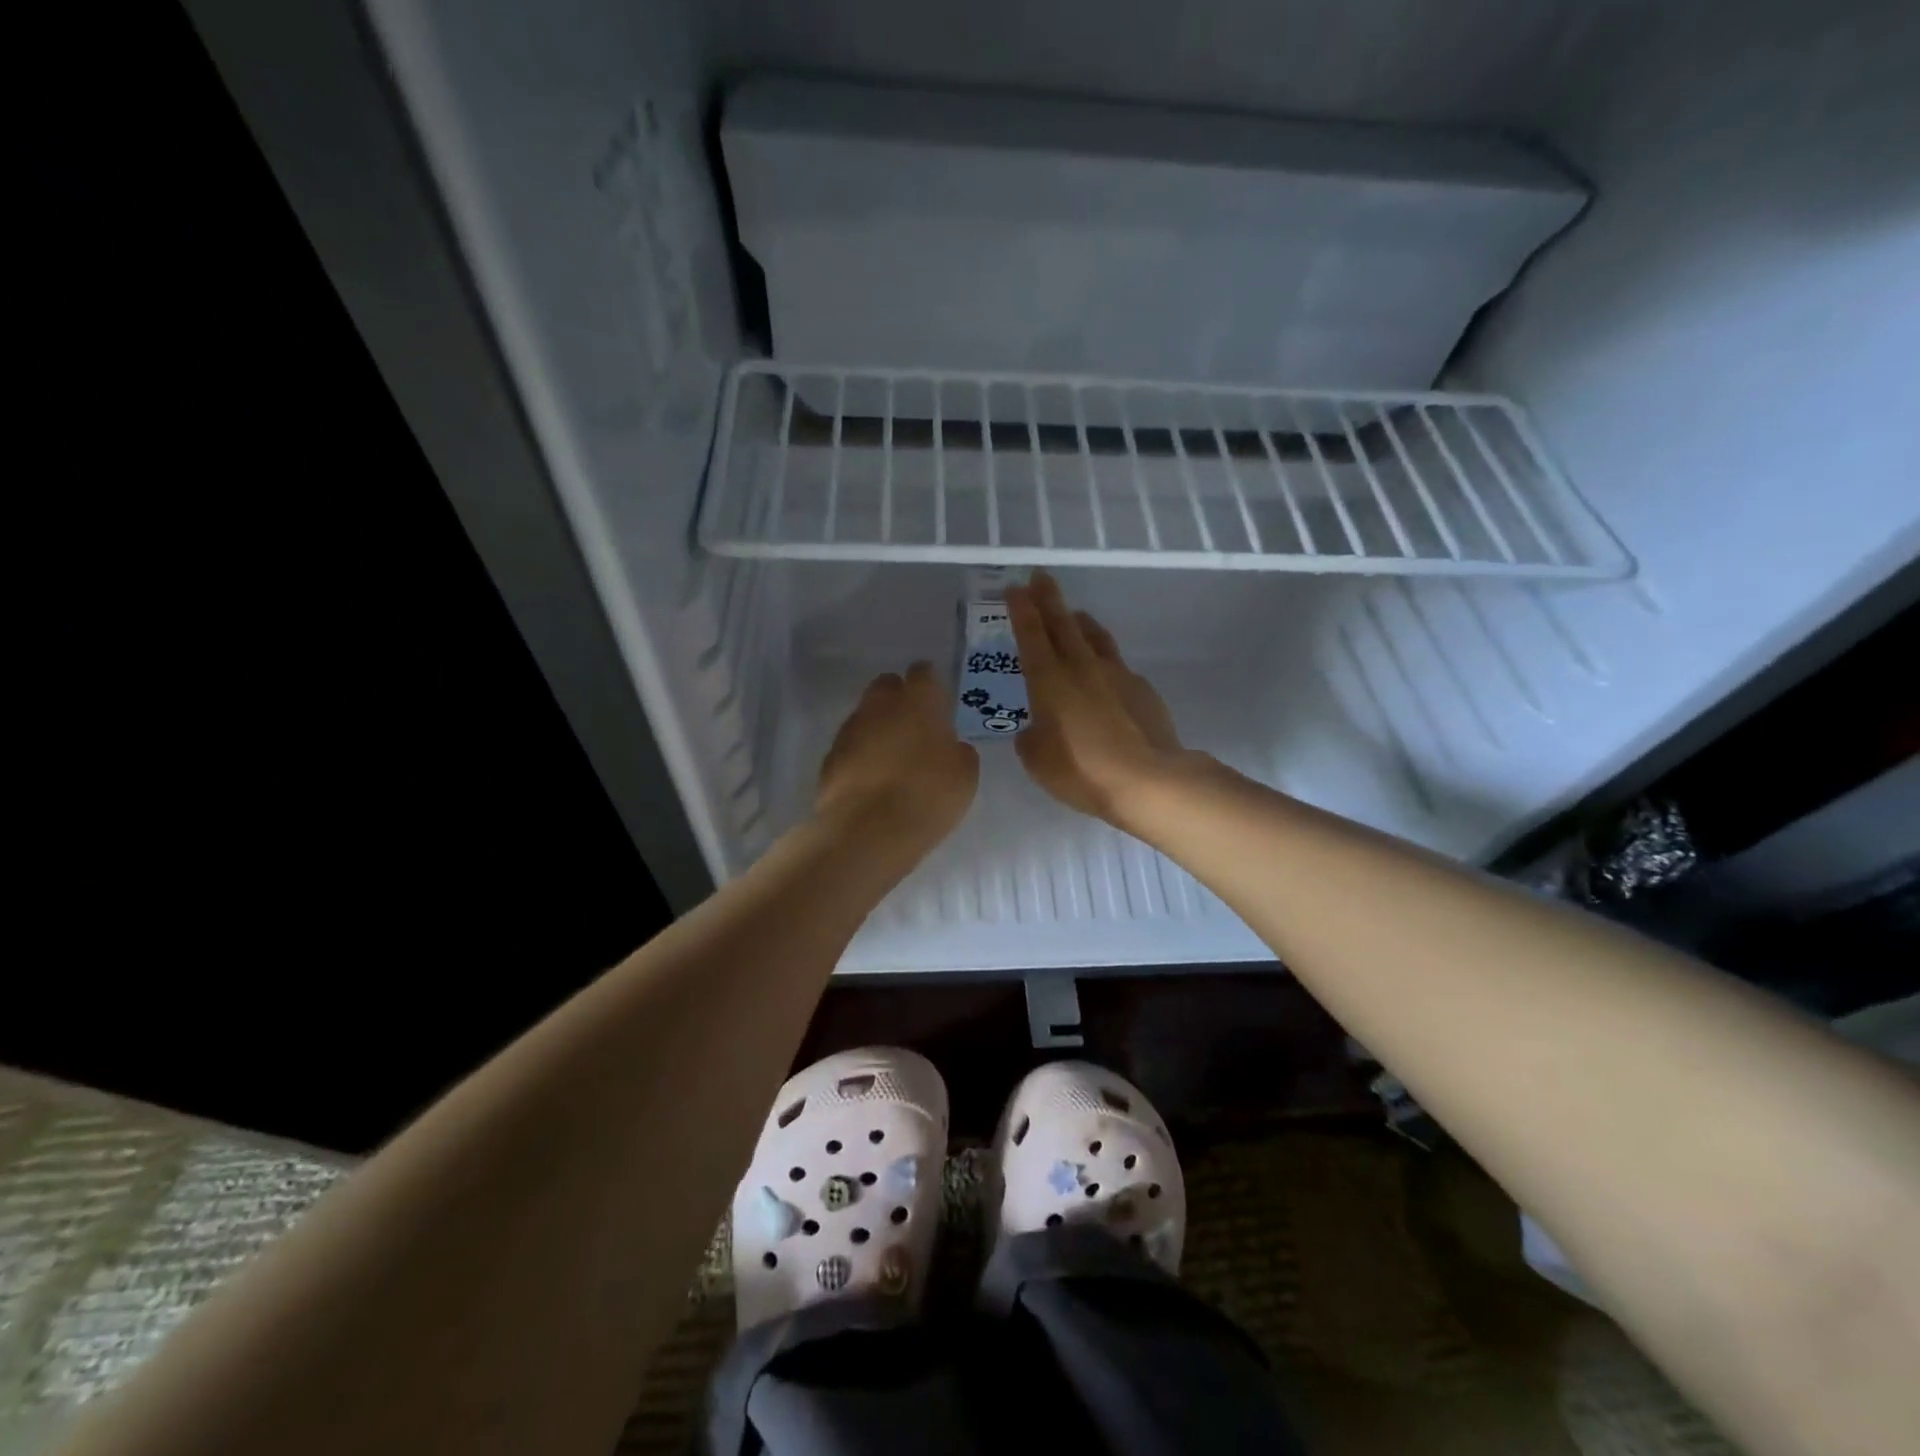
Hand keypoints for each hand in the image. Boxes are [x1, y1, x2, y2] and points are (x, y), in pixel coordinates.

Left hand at [816, 661, 978, 850]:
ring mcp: (850, 730)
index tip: (937, 701)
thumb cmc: (928, 796)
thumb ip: (959, 752)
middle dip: (898, 699)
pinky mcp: (830, 757)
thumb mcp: (964, 776)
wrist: (868, 830)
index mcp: (919, 701)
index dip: (930, 684)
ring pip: (866, 715)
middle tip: (914, 726)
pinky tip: (871, 778)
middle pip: (887, 686)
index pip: (923, 673)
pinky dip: (860, 755)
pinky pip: (850, 745)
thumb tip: (951, 746)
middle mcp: (880, 705)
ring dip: (878, 728)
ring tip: (892, 758)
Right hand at [1006, 571, 1188, 823]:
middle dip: (1048, 598)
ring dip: (1080, 621)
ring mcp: (1116, 674)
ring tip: (1073, 613)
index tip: (1015, 588)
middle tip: (1039, 576)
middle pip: (1062, 623)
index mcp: (1049, 681)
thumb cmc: (1082, 770)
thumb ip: (1030, 737)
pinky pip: (1117, 664)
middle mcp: (1081, 667)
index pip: (1031, 634)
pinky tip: (1104, 670)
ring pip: (1094, 636)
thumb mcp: (1038, 760)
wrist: (1147, 779)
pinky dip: (1104, 658)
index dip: (1021, 610)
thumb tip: (1036, 728)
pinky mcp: (1141, 688)